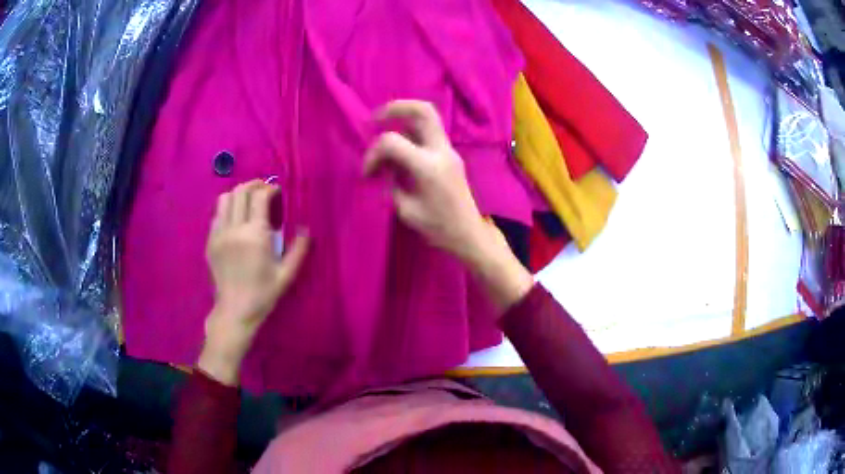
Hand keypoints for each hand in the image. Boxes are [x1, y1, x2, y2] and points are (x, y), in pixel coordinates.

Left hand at [200, 180, 309, 384]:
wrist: (235, 311)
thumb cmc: (263, 294)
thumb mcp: (286, 274)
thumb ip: (298, 250)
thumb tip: (305, 229)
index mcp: (255, 235)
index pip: (259, 197)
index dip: (269, 189)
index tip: (277, 192)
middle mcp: (234, 229)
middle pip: (240, 191)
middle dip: (253, 185)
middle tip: (263, 189)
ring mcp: (219, 234)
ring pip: (225, 199)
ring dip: (238, 194)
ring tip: (248, 200)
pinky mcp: (210, 242)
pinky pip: (217, 215)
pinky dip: (227, 209)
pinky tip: (235, 218)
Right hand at [363, 100, 489, 263]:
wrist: (468, 234)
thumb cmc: (437, 228)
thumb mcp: (405, 209)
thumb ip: (391, 182)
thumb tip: (383, 166)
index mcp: (428, 166)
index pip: (392, 142)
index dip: (373, 154)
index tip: (368, 173)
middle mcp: (441, 151)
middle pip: (422, 110)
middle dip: (394, 108)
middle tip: (375, 120)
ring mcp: (449, 150)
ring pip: (428, 117)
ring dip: (403, 119)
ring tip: (385, 135)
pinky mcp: (450, 154)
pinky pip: (430, 132)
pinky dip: (411, 132)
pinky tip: (400, 150)